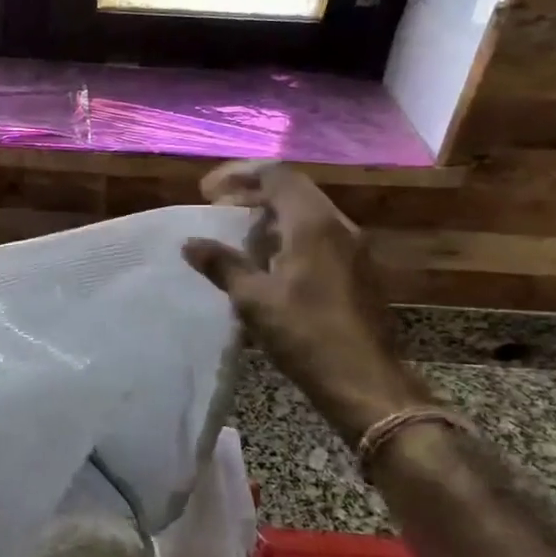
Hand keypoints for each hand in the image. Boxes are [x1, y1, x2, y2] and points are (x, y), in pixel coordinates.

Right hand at [182, 161, 427, 427]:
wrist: (365, 381)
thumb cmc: (306, 335)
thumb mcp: (254, 300)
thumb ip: (222, 265)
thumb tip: (190, 244)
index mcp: (313, 224)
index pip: (276, 175)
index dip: (238, 175)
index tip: (207, 191)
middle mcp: (338, 226)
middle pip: (293, 190)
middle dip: (252, 193)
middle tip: (218, 208)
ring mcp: (353, 248)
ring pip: (307, 214)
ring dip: (270, 216)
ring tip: (238, 235)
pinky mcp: (357, 271)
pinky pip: (319, 237)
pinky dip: (288, 236)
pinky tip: (269, 264)